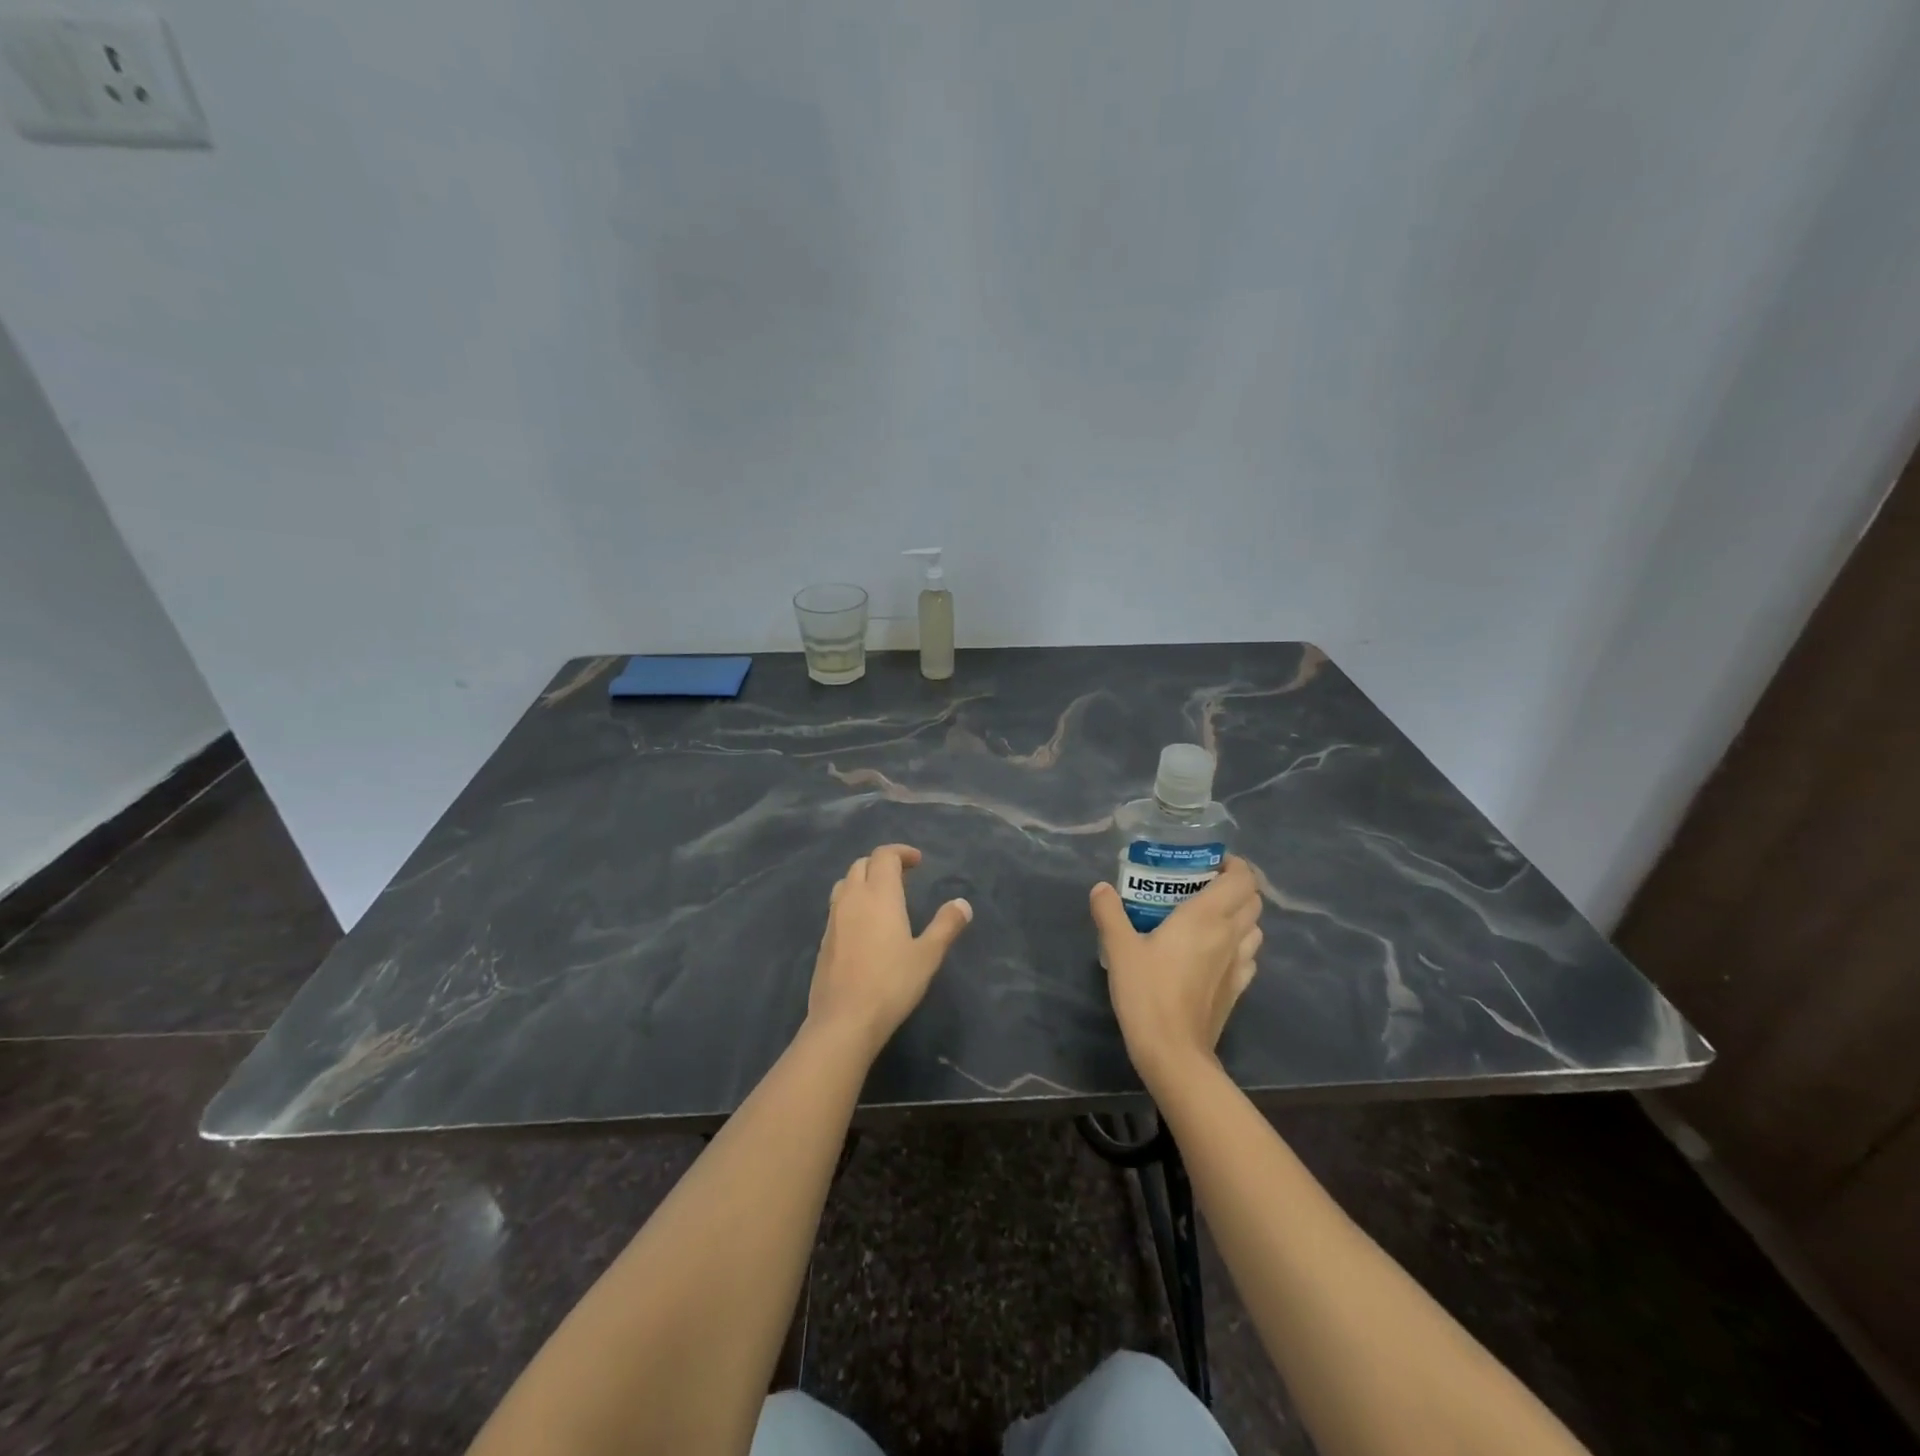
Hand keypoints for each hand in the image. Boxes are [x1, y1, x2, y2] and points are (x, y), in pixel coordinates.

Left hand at [807, 844, 972, 1057]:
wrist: (844, 1020)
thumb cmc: (891, 984)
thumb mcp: (928, 956)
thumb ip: (946, 926)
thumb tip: (963, 903)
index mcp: (880, 895)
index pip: (884, 856)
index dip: (901, 852)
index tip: (918, 862)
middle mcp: (853, 898)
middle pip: (862, 864)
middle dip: (882, 863)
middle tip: (903, 877)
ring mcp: (834, 918)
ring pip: (845, 883)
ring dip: (864, 880)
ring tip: (882, 896)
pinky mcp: (824, 939)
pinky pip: (837, 906)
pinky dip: (852, 901)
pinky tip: (865, 925)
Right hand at [1090, 856, 1262, 1087]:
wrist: (1173, 1051)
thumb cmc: (1147, 992)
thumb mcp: (1119, 948)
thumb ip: (1110, 912)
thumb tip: (1102, 888)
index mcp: (1206, 917)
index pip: (1241, 879)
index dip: (1234, 865)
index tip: (1210, 862)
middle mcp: (1230, 935)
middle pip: (1253, 900)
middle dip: (1236, 886)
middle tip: (1204, 885)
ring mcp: (1239, 964)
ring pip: (1255, 928)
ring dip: (1240, 915)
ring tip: (1211, 916)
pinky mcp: (1237, 989)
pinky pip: (1249, 956)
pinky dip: (1239, 944)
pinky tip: (1215, 952)